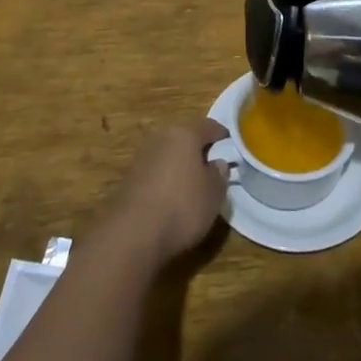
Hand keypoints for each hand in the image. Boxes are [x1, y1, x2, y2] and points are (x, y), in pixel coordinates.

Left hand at [101, 118, 229, 267]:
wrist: (132, 235)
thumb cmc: (182, 207)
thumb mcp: (214, 194)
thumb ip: (219, 174)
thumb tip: (217, 163)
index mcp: (184, 133)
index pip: (209, 126)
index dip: (222, 135)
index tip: (232, 146)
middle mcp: (160, 136)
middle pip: (185, 137)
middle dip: (198, 149)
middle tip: (212, 165)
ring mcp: (141, 156)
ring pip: (168, 153)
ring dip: (180, 164)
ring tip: (193, 183)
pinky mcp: (129, 178)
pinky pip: (155, 171)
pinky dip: (165, 179)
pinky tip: (172, 197)